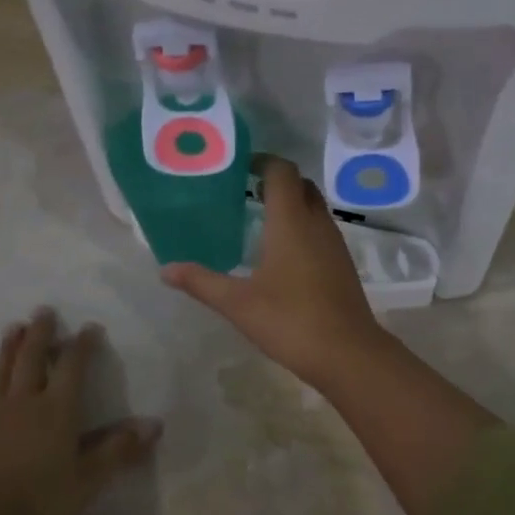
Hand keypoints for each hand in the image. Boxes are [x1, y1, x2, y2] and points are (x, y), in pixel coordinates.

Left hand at [0, 310, 160, 514]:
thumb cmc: (46, 498)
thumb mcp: (92, 477)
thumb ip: (120, 449)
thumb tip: (154, 425)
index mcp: (57, 408)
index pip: (73, 366)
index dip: (82, 345)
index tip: (90, 327)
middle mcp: (25, 403)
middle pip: (31, 360)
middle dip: (39, 334)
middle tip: (43, 311)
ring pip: (1, 376)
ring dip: (7, 351)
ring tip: (12, 329)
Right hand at [161, 156, 392, 387]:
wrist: (348, 354)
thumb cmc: (291, 320)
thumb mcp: (238, 303)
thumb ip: (201, 282)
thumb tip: (166, 269)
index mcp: (291, 221)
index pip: (282, 171)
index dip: (263, 161)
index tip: (238, 167)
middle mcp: (317, 223)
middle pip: (301, 185)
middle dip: (276, 181)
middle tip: (245, 193)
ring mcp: (335, 243)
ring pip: (314, 208)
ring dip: (291, 205)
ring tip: (258, 220)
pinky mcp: (342, 264)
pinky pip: (321, 230)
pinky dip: (302, 227)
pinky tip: (282, 254)